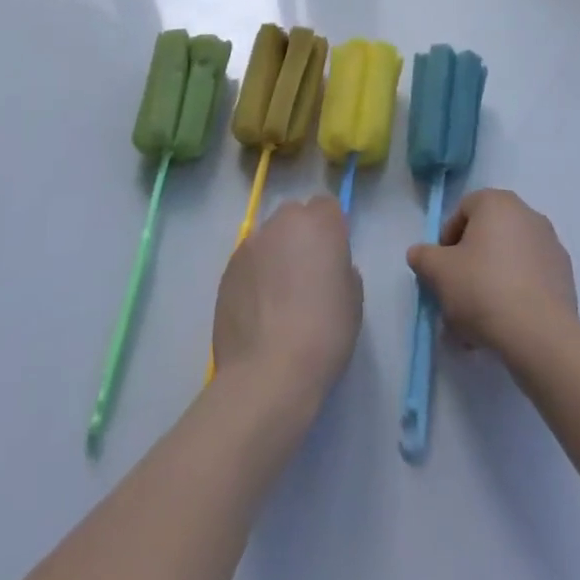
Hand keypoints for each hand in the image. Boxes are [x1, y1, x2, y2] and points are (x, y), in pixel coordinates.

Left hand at [212, 197, 361, 410]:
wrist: (268, 373)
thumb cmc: (324, 333)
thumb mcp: (353, 299)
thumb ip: (341, 269)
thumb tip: (326, 269)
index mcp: (319, 223)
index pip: (327, 206)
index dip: (331, 229)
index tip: (333, 257)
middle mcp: (282, 223)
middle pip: (294, 217)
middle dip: (301, 237)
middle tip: (306, 274)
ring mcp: (250, 245)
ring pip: (268, 239)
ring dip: (275, 255)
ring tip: (278, 297)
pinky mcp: (227, 270)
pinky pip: (248, 263)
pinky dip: (254, 277)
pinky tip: (258, 311)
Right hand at [406, 189, 576, 355]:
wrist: (539, 333)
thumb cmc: (483, 289)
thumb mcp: (439, 273)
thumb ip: (423, 257)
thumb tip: (419, 253)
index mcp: (497, 203)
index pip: (463, 210)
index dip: (446, 239)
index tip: (441, 270)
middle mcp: (527, 213)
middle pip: (487, 236)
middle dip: (468, 265)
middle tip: (456, 296)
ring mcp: (550, 244)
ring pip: (508, 260)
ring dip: (490, 283)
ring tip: (476, 322)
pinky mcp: (564, 274)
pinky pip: (529, 278)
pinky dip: (515, 294)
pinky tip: (503, 325)